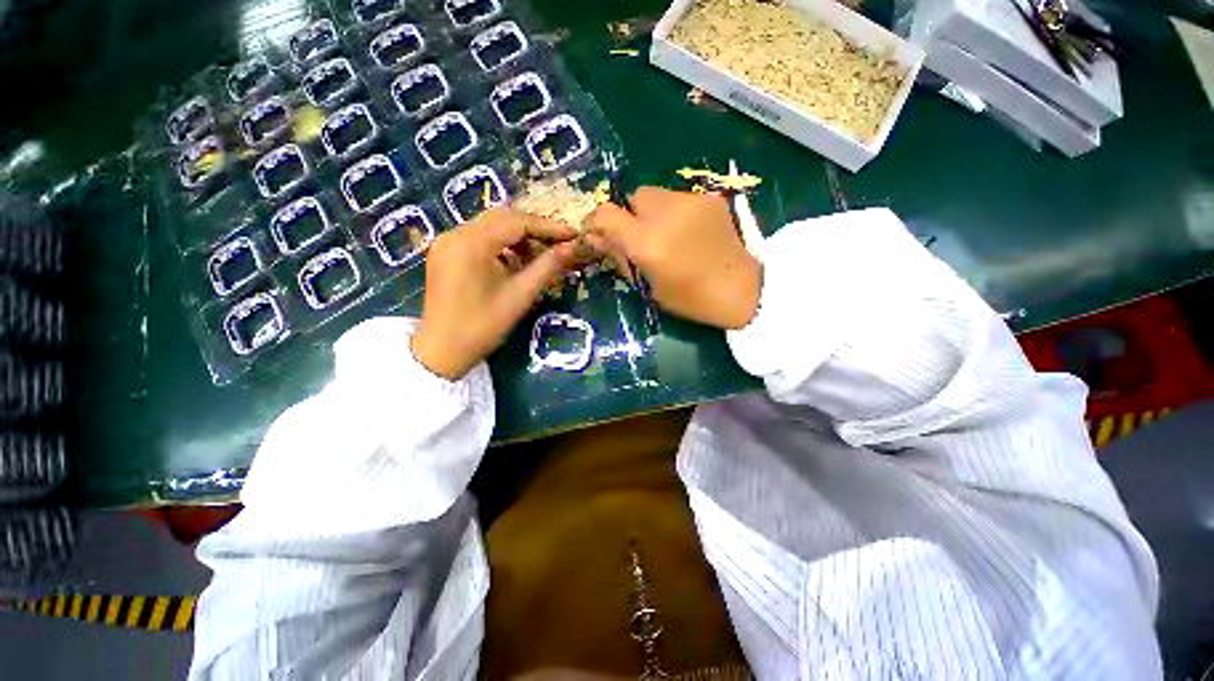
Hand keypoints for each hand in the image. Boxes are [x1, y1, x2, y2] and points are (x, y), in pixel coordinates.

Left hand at [411, 207, 577, 379]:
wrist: (442, 351)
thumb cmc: (482, 326)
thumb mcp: (520, 296)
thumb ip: (547, 267)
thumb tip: (573, 248)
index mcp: (471, 243)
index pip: (517, 222)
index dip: (548, 226)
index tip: (573, 234)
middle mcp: (455, 233)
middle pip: (502, 217)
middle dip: (534, 228)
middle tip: (560, 242)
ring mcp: (447, 242)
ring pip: (491, 226)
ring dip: (518, 236)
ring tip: (541, 254)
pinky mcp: (446, 253)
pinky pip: (479, 238)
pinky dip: (502, 244)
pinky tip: (516, 261)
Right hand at [584, 187, 761, 329]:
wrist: (741, 290)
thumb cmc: (689, 299)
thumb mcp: (647, 286)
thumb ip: (620, 257)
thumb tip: (595, 238)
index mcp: (647, 243)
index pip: (606, 214)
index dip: (595, 221)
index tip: (597, 232)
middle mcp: (666, 214)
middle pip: (633, 197)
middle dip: (630, 216)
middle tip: (641, 238)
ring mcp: (690, 201)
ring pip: (655, 195)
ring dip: (652, 212)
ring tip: (668, 235)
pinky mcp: (709, 198)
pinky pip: (678, 198)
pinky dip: (674, 213)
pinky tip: (688, 232)